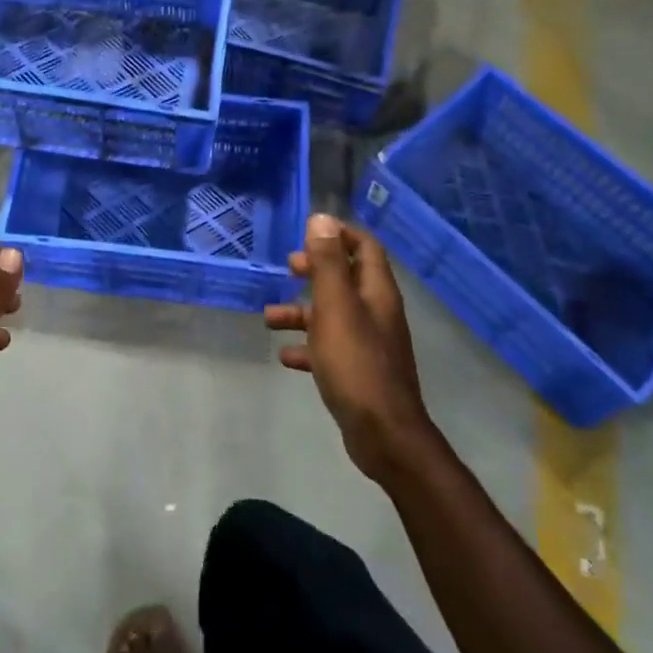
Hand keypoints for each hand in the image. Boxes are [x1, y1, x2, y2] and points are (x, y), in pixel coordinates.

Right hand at [266, 215, 435, 479]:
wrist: (383, 433)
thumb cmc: (355, 362)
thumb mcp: (335, 306)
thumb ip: (327, 262)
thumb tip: (322, 218)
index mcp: (376, 292)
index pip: (365, 247)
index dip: (339, 235)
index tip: (308, 234)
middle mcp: (376, 312)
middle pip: (347, 278)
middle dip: (317, 269)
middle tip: (289, 267)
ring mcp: (369, 344)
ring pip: (333, 315)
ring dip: (302, 311)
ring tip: (269, 317)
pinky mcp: (358, 372)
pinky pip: (329, 349)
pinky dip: (307, 347)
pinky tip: (285, 356)